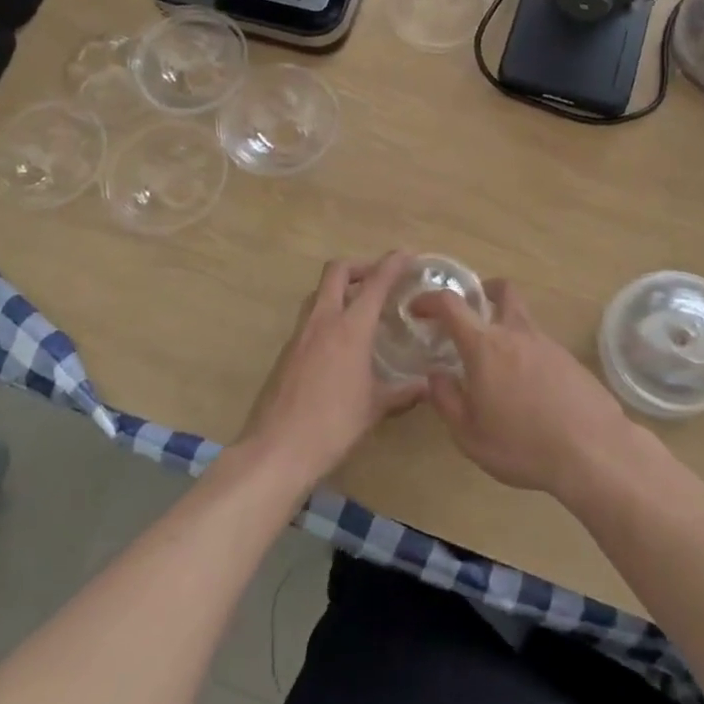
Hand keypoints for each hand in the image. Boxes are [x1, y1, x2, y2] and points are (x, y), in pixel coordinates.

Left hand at [240, 253, 424, 490]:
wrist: (277, 450)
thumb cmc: (333, 425)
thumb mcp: (375, 408)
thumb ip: (403, 392)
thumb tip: (427, 386)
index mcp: (350, 328)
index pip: (375, 282)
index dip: (393, 263)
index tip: (407, 254)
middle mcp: (323, 321)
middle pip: (337, 271)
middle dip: (360, 266)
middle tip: (379, 278)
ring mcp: (300, 334)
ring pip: (319, 293)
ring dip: (340, 289)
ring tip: (360, 308)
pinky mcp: (286, 352)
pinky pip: (309, 319)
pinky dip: (327, 315)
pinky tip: (339, 342)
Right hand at [415, 280, 641, 502]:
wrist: (592, 450)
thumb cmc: (522, 445)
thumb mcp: (470, 435)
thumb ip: (447, 401)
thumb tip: (436, 375)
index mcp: (485, 346)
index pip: (452, 305)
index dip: (430, 299)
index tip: (417, 308)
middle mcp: (516, 333)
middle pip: (502, 290)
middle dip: (483, 291)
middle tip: (471, 313)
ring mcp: (548, 343)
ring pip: (522, 319)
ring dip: (506, 328)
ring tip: (498, 368)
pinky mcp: (570, 360)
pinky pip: (541, 345)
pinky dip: (527, 354)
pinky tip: (528, 390)